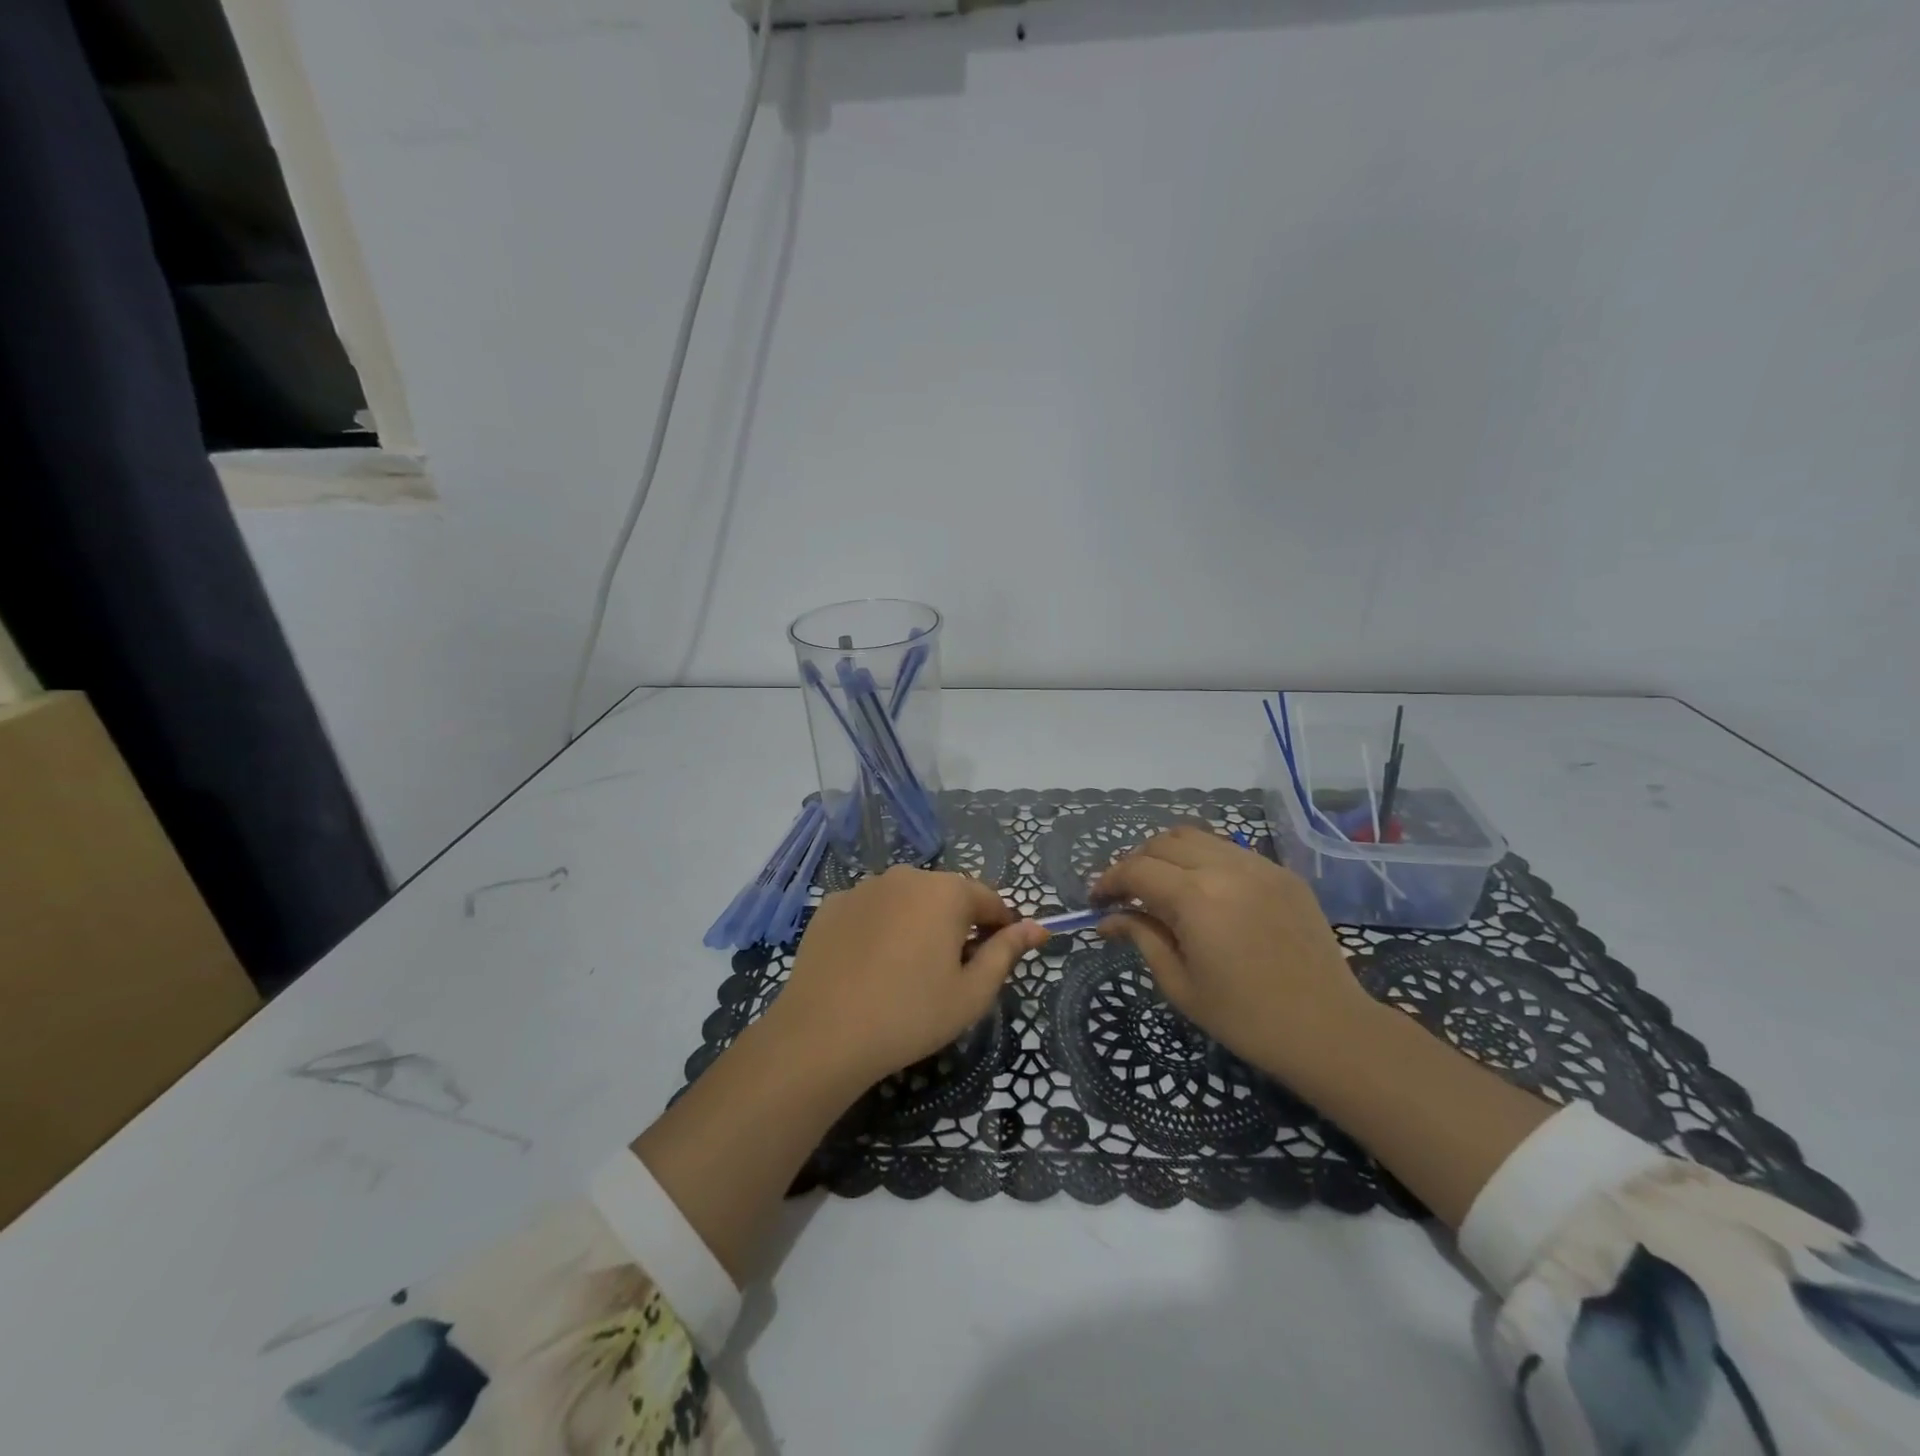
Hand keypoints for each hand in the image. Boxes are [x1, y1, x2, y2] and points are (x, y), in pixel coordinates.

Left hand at [764, 866, 1048, 1089]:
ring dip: (917, 923)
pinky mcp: (832, 905)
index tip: (999, 958)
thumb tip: (1037, 927)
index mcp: (946, 891)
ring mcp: (864, 887)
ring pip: (906, 900)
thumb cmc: (911, 1015)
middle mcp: (906, 876)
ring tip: (908, 971)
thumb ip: (1006, 953)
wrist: (823, 1034)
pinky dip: (880, 928)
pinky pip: (871, 910)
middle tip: (952, 972)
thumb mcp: (972, 993)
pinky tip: (871, 966)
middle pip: (947, 896)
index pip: (990, 900)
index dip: (1001, 927)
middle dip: (957, 925)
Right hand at [1093, 826, 1378, 1081]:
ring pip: (1198, 838)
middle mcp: (1225, 868)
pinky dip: (1205, 861)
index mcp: (1195, 898)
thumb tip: (1108, 919)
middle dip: (1136, 862)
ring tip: (1163, 886)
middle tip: (1127, 894)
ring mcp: (1259, 866)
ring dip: (1170, 855)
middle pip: (1163, 842)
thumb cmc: (1245, 1018)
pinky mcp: (1283, 874)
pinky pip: (1231, 851)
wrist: (1328, 1030)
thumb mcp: (1180, 984)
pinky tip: (1206, 893)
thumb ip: (1142, 938)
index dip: (1109, 881)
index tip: (1096, 901)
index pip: (1136, 869)